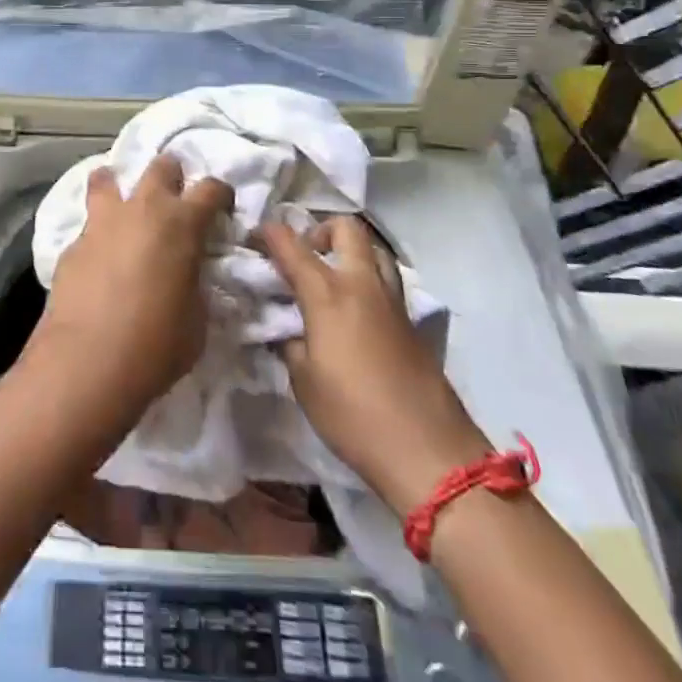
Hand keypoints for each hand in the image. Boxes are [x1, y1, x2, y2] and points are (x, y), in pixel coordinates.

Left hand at [32, 156, 232, 419]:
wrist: (87, 363)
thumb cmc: (155, 345)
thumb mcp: (197, 319)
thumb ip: (197, 285)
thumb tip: (189, 275)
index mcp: (181, 223)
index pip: (211, 188)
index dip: (220, 194)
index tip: (222, 208)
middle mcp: (142, 209)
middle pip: (161, 166)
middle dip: (172, 176)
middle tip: (174, 201)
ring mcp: (102, 222)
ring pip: (108, 177)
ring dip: (120, 185)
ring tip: (125, 206)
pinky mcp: (72, 242)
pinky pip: (89, 222)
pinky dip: (98, 229)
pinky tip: (99, 255)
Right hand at [262, 216, 488, 507]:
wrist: (428, 452)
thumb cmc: (353, 415)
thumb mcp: (304, 381)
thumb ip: (290, 343)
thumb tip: (287, 330)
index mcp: (328, 293)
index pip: (291, 244)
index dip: (268, 233)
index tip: (253, 237)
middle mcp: (362, 285)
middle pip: (346, 229)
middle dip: (320, 230)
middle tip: (304, 256)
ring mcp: (393, 302)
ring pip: (374, 251)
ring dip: (350, 253)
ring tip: (331, 281)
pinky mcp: (412, 324)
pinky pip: (387, 283)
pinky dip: (367, 283)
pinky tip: (354, 316)